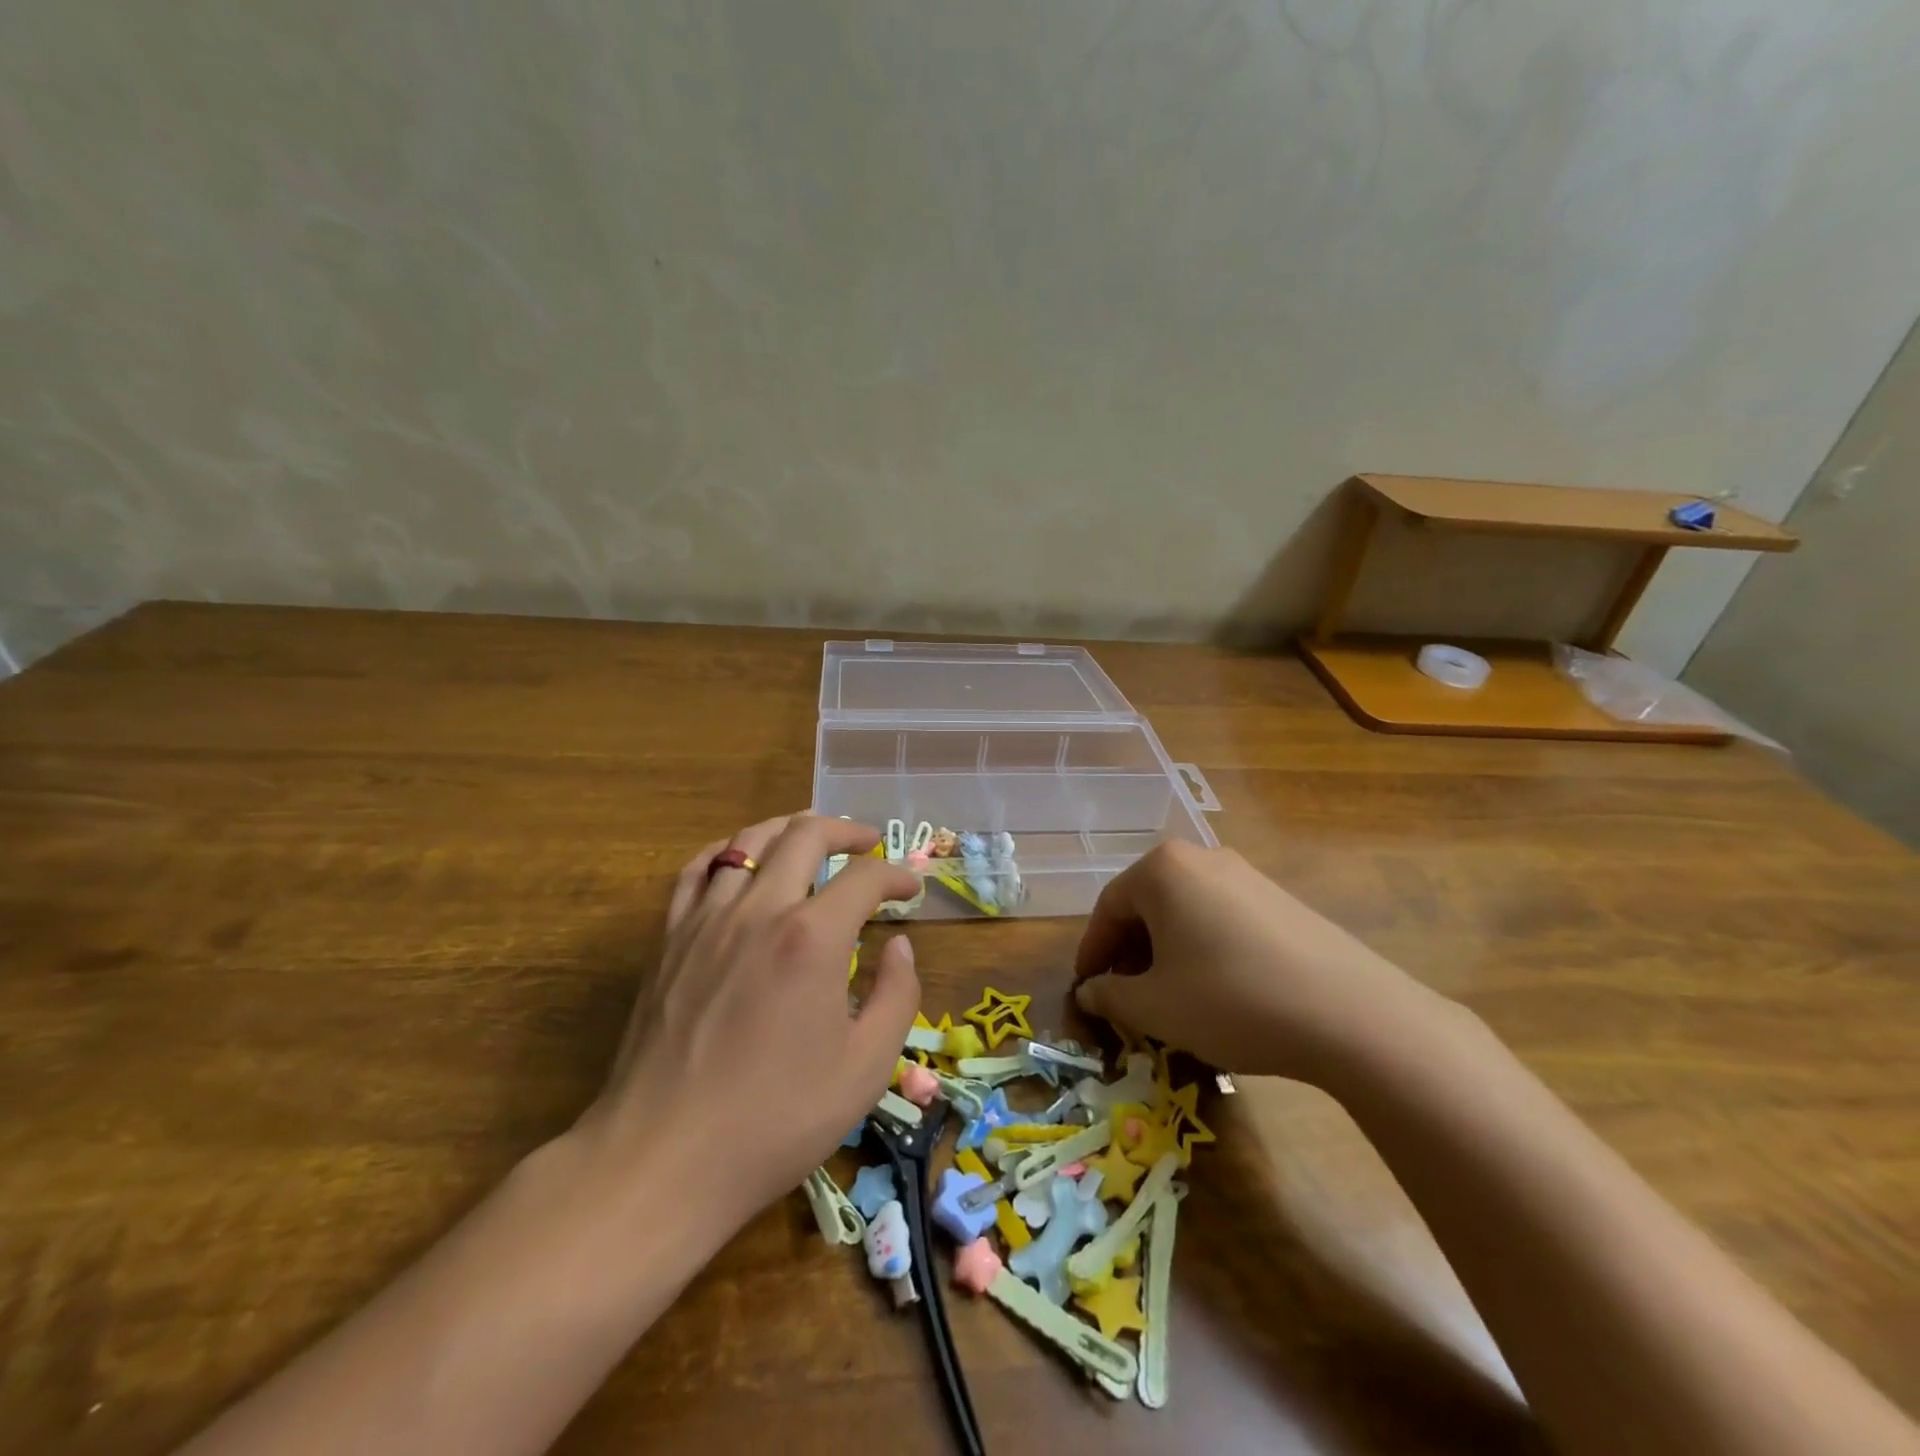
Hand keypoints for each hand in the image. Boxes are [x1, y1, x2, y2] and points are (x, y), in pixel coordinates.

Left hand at [580, 814, 921, 1227]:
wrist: (663, 1160)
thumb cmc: (776, 1120)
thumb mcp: (865, 1069)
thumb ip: (897, 996)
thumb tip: (900, 946)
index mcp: (813, 938)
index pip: (864, 877)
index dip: (896, 875)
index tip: (910, 889)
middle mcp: (759, 910)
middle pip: (804, 835)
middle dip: (846, 831)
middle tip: (868, 844)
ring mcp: (706, 920)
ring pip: (748, 841)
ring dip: (788, 831)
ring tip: (811, 840)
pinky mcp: (669, 940)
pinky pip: (695, 871)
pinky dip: (725, 852)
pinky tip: (739, 862)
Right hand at [1072, 841, 1453, 1085]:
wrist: (1352, 1015)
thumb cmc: (1231, 1000)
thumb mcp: (1156, 1007)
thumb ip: (1110, 996)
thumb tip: (1089, 991)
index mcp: (1162, 870)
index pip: (1108, 908)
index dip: (1092, 953)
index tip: (1086, 990)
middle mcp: (1201, 857)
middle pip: (1147, 905)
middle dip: (1130, 952)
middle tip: (1126, 997)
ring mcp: (1246, 875)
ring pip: (1185, 911)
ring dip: (1166, 952)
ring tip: (1170, 997)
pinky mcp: (1281, 899)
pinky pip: (1221, 918)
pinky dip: (1203, 948)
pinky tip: (1217, 989)